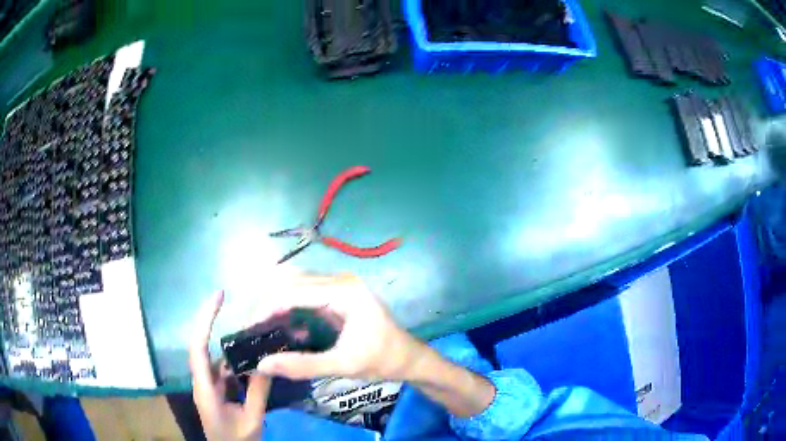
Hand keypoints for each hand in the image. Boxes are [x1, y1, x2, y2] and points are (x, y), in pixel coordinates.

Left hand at [189, 291, 271, 440]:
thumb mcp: (251, 419)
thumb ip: (258, 392)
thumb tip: (268, 362)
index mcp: (204, 389)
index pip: (198, 348)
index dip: (205, 320)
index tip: (218, 297)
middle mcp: (202, 382)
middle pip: (203, 346)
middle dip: (212, 321)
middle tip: (228, 300)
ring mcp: (208, 386)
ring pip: (216, 357)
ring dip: (230, 344)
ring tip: (250, 330)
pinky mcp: (216, 391)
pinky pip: (225, 370)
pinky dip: (236, 361)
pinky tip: (252, 358)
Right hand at [254, 274, 427, 380]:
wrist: (409, 357)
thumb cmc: (382, 360)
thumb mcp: (343, 365)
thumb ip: (303, 365)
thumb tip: (263, 364)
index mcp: (344, 291)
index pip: (293, 291)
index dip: (267, 309)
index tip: (249, 329)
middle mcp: (340, 280)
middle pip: (291, 283)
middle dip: (268, 305)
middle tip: (253, 331)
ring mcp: (340, 285)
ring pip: (296, 286)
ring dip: (278, 305)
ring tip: (264, 329)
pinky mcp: (338, 294)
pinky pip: (306, 294)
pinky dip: (291, 309)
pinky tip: (287, 330)